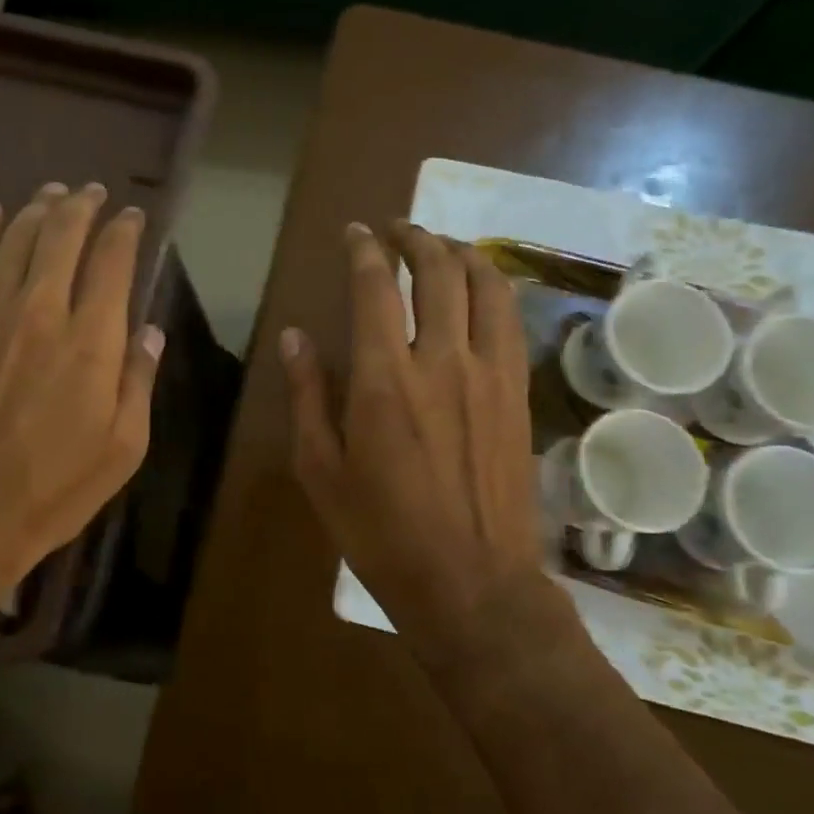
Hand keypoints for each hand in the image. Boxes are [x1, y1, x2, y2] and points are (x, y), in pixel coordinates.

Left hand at [0, 182, 161, 641]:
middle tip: (93, 191)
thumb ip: (139, 382)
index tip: (133, 217)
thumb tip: (150, 331)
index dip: (125, 231)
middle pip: (61, 237)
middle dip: (82, 206)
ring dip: (36, 209)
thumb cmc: (51, 492)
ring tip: (51, 192)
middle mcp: (40, 312)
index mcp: (90, 341)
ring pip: (13, 240)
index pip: (112, 262)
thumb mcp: (123, 450)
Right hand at [280, 221, 562, 670]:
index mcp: (383, 379)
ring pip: (484, 286)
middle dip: (415, 238)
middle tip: (396, 230)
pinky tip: (482, 289)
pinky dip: (495, 289)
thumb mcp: (321, 470)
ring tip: (441, 246)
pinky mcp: (518, 394)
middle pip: (437, 271)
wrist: (470, 583)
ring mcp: (489, 374)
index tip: (355, 233)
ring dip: (461, 252)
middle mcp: (442, 361)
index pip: (375, 287)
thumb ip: (308, 396)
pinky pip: (511, 321)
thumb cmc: (380, 532)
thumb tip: (295, 337)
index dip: (364, 250)